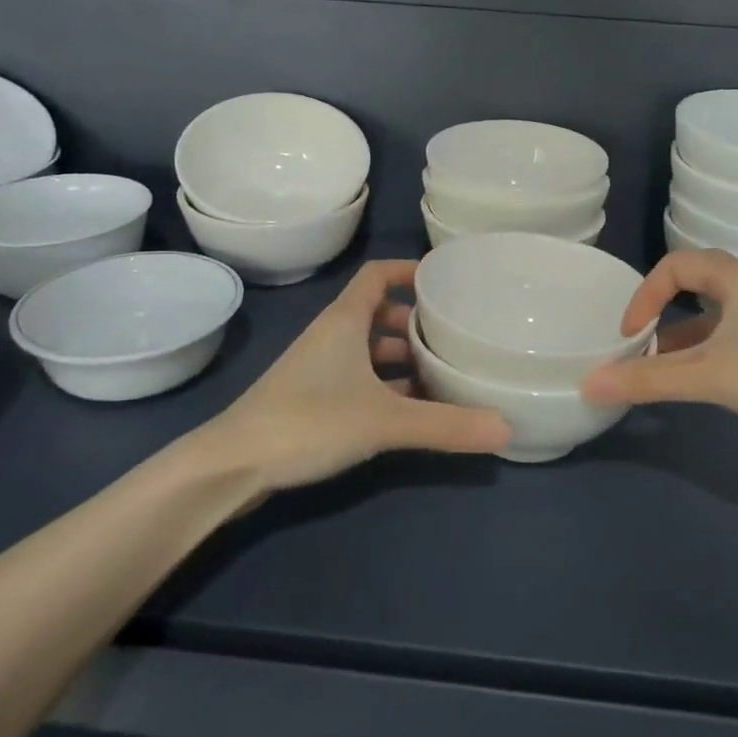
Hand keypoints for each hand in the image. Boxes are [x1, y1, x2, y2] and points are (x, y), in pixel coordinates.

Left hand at [193, 260, 510, 491]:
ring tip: (444, 374)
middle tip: (456, 336)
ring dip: (403, 358)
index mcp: (345, 320)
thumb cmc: (308, 421)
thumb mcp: (384, 421)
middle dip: (416, 322)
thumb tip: (506, 427)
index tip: (446, 283)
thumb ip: (445, 425)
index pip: (377, 274)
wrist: (231, 465)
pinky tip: (413, 411)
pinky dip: (387, 387)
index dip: (409, 271)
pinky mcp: (312, 400)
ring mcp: (320, 369)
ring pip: (369, 350)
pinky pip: (360, 380)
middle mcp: (332, 336)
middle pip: (379, 313)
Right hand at [579, 249, 737, 455]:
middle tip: (639, 344)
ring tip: (657, 370)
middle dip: (661, 312)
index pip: (674, 266)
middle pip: (694, 285)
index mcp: (737, 277)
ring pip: (712, 316)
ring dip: (681, 338)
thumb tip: (588, 383)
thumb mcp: (709, 376)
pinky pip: (729, 339)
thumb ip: (647, 379)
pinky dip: (704, 354)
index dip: (644, 295)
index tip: (629, 334)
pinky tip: (696, 383)